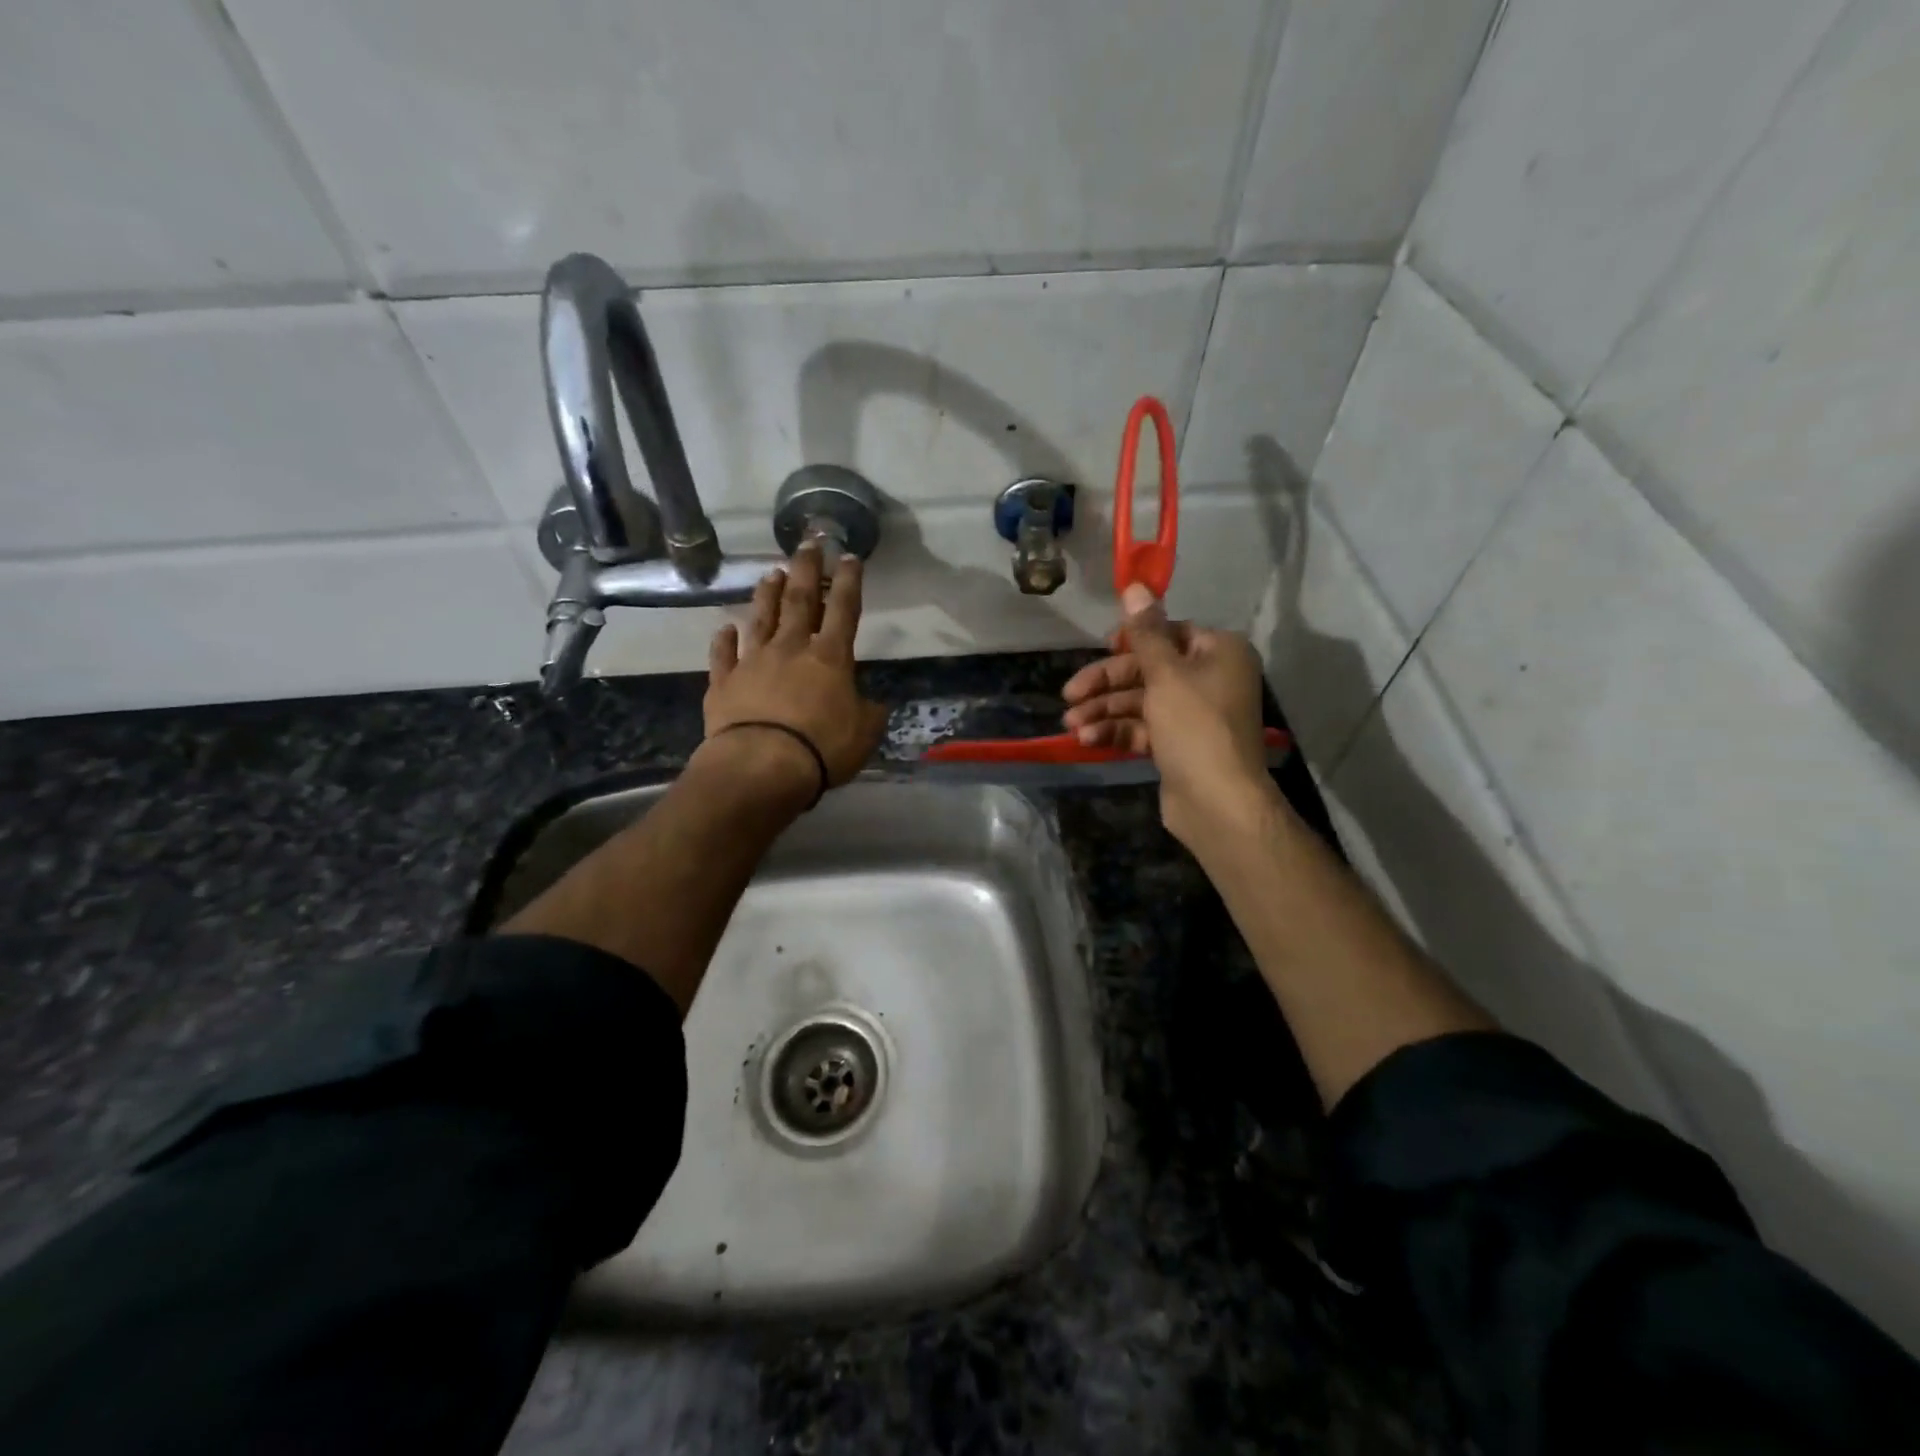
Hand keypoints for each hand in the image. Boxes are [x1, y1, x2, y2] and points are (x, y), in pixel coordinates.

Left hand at [702, 543, 889, 802]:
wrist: (760, 766)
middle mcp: (791, 649)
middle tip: (807, 542)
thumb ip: (869, 713)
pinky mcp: (723, 683)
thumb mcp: (863, 734)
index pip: (843, 609)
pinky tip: (725, 628)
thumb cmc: (821, 748)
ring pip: (761, 619)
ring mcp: (753, 663)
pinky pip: (723, 655)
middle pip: (799, 600)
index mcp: (830, 658)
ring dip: (767, 595)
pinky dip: (724, 640)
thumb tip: (873, 703)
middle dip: (806, 569)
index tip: (849, 556)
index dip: (848, 581)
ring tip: (771, 573)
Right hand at [1061, 583, 1272, 845]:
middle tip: (1070, 694)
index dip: (1132, 640)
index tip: (1101, 647)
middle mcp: (1210, 678)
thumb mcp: (1166, 673)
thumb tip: (1134, 585)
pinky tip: (1088, 740)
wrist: (1217, 801)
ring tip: (1072, 725)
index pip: (1169, 633)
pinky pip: (1143, 728)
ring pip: (1140, 702)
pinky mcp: (1178, 745)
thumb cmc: (1195, 726)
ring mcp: (1194, 715)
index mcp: (1218, 652)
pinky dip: (1117, 731)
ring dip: (1105, 711)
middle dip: (1106, 683)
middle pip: (1148, 670)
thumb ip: (1145, 632)